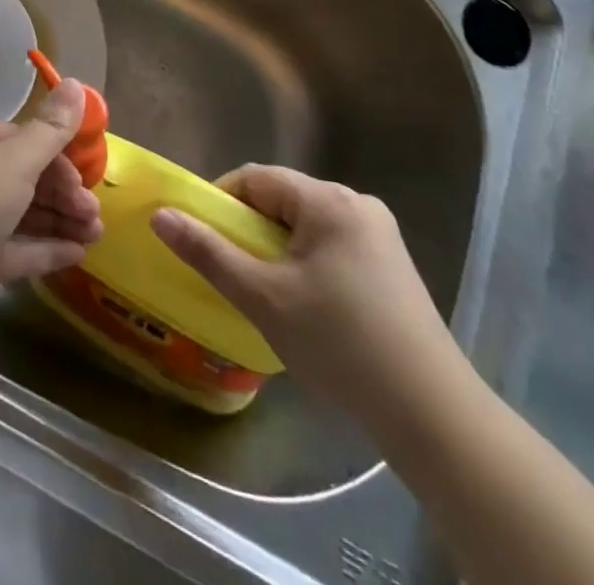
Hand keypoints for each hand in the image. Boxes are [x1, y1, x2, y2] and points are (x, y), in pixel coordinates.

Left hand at [0, 79, 102, 346]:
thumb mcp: (14, 160)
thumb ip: (50, 129)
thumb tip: (77, 82)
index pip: (21, 139)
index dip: (57, 157)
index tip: (88, 179)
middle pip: (23, 177)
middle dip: (63, 193)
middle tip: (95, 214)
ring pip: (21, 214)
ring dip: (60, 221)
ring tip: (96, 235)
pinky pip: (13, 250)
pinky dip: (43, 250)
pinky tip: (76, 256)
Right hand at [150, 165, 467, 429]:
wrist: (433, 415)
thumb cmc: (339, 344)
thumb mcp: (262, 296)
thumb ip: (207, 251)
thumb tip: (159, 214)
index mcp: (328, 200)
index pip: (256, 179)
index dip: (221, 202)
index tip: (205, 240)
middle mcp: (358, 204)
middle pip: (282, 199)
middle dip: (250, 229)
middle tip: (234, 271)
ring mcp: (381, 236)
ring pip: (306, 224)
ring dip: (277, 249)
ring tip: (266, 292)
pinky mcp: (392, 267)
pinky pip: (332, 245)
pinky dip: (306, 263)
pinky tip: (307, 306)